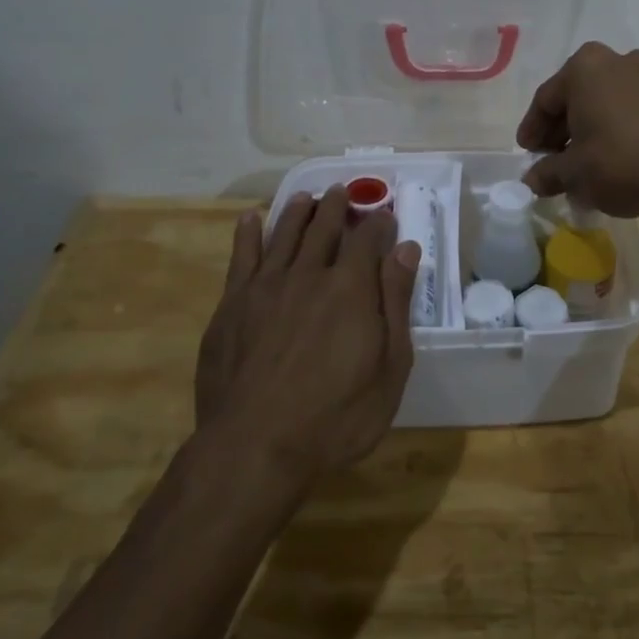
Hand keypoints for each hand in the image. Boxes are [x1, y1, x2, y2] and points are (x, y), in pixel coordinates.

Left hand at [195, 186, 419, 486]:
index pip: (368, 238)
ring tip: (307, 197)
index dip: (379, 223)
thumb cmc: (336, 416)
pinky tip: (250, 218)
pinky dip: (248, 233)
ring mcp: (265, 286)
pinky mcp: (232, 304)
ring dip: (298, 210)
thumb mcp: (389, 367)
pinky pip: (241, 256)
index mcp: (351, 287)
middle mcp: (308, 273)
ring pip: (284, 233)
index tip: (386, 217)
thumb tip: (406, 250)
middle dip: (337, 206)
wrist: (254, 446)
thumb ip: (396, 303)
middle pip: (324, 226)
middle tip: (343, 193)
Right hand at [517, 42, 638, 217]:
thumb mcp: (573, 173)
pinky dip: (612, 130)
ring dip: (587, 130)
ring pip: (602, 103)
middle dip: (560, 130)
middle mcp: (615, 61)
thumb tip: (532, 180)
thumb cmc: (620, 163)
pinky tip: (608, 159)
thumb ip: (546, 173)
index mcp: (584, 67)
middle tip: (550, 160)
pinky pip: (627, 110)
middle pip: (575, 97)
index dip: (532, 130)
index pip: (545, 99)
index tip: (527, 153)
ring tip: (579, 164)